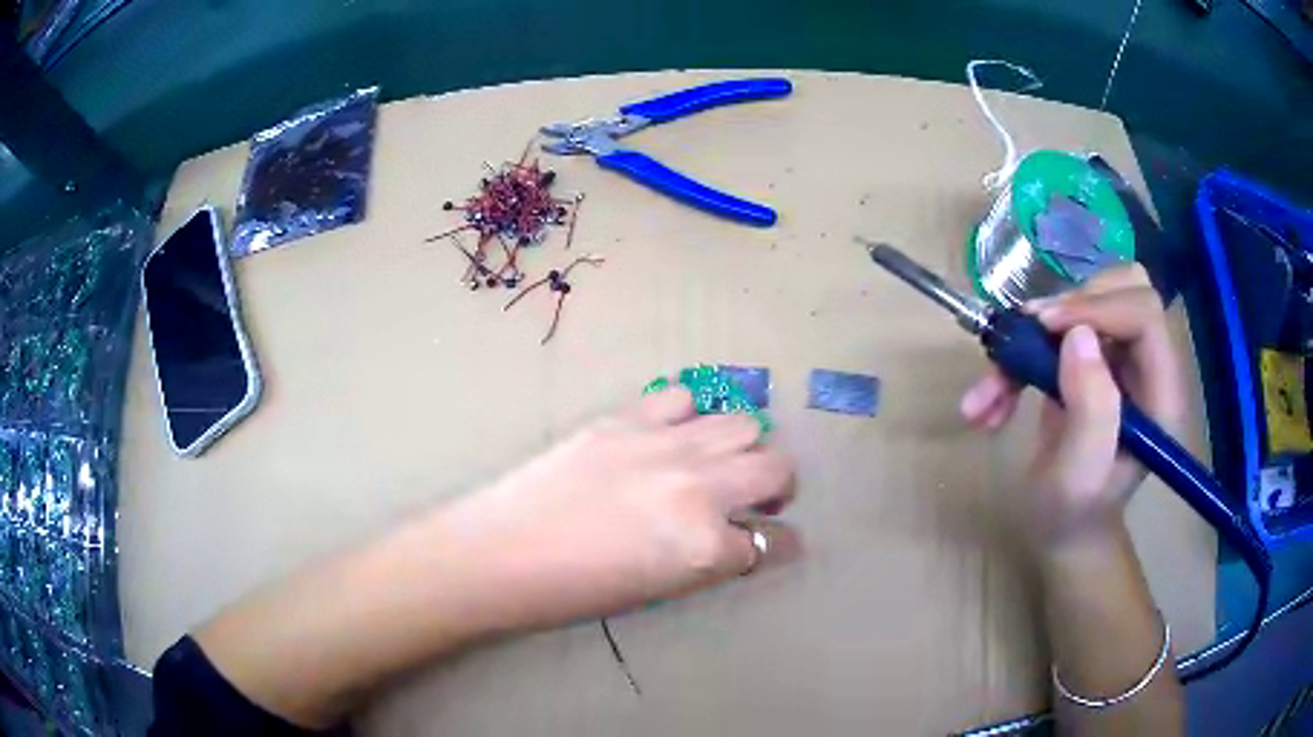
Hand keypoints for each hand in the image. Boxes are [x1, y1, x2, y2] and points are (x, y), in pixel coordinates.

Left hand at [437, 386, 797, 630]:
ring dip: (744, 447)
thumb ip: (710, 560)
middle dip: (778, 487)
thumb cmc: (575, 590)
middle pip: (776, 467)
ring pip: (743, 423)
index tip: (777, 542)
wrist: (500, 551)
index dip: (781, 544)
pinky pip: (684, 398)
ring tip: (719, 463)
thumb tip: (738, 538)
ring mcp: (663, 445)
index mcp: (704, 546)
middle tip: (755, 500)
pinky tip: (674, 436)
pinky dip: (692, 417)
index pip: (774, 543)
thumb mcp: (659, 589)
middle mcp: (698, 487)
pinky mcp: (627, 418)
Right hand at [959, 265, 1185, 548]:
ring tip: (997, 379)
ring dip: (1035, 333)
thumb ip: (1091, 413)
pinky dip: (1020, 354)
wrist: (1061, 530)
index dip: (1096, 307)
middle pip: (1124, 289)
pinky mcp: (1092, 360)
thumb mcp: (1077, 480)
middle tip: (1033, 335)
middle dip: (1072, 305)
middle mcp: (1147, 367)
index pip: (1144, 314)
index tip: (1045, 327)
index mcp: (1159, 396)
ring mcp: (1120, 361)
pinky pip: (1059, 328)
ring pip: (1087, 301)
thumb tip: (1078, 337)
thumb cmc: (1071, 517)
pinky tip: (993, 397)